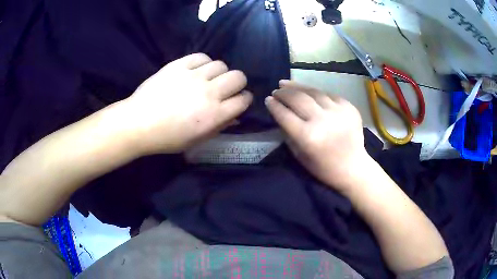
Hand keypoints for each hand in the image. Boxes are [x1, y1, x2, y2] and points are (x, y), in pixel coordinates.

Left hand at [118, 53, 252, 154]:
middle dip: (238, 83)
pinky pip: (201, 56)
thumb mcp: (196, 140)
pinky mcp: (178, 66)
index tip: (238, 100)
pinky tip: (196, 70)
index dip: (244, 99)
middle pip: (238, 77)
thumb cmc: (167, 138)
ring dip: (219, 72)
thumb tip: (234, 116)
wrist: (138, 123)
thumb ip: (219, 127)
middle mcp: (209, 93)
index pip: (243, 99)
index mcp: (214, 115)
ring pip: (221, 64)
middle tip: (226, 88)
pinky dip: (203, 63)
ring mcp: (193, 76)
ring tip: (208, 78)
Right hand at [265, 80, 367, 191]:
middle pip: (297, 99)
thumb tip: (280, 112)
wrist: (353, 167)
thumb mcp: (299, 155)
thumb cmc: (323, 167)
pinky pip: (328, 95)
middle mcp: (322, 120)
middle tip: (277, 91)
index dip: (274, 105)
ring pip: (313, 92)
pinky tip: (308, 92)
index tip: (268, 99)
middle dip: (283, 93)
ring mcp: (338, 111)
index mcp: (308, 136)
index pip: (284, 114)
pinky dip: (316, 93)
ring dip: (297, 87)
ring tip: (287, 84)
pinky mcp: (349, 107)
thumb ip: (288, 132)